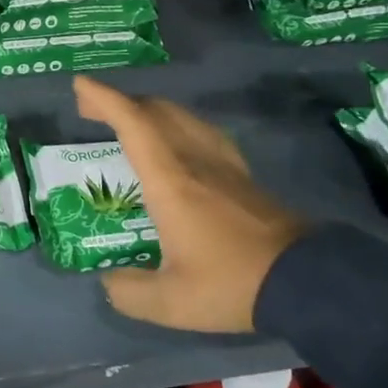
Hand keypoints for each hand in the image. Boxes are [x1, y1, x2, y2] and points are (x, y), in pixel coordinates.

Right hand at [74, 76, 306, 332]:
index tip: (80, 84)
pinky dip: (177, 123)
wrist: (307, 282)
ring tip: (128, 120)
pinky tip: (177, 139)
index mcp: (171, 181)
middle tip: (91, 109)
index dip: (105, 99)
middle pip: (156, 112)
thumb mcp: (171, 302)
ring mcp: (223, 165)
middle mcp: (195, 161)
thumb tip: (110, 281)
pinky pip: (202, 131)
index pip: (134, 124)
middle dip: (120, 102)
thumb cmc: (232, 284)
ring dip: (149, 109)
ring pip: (182, 117)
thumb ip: (130, 292)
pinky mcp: (243, 175)